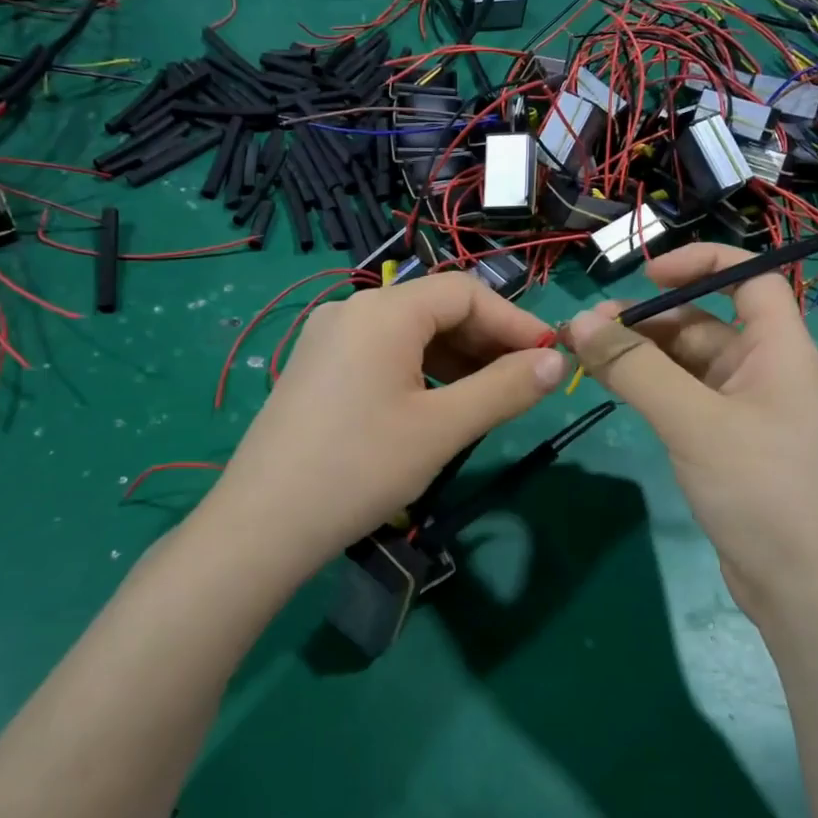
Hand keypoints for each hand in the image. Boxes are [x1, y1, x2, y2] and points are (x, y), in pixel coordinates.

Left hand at [204, 272, 566, 577]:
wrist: (262, 524)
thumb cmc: (360, 469)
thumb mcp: (442, 429)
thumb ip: (505, 389)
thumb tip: (555, 362)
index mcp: (383, 312)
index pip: (465, 293)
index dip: (514, 321)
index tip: (548, 358)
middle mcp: (352, 310)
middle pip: (435, 308)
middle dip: (485, 341)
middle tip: (522, 382)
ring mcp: (328, 338)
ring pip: (409, 332)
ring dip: (455, 358)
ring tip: (486, 399)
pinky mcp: (316, 367)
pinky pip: (382, 353)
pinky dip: (420, 370)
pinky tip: (436, 405)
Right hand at [565, 243, 817, 620]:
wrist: (804, 590)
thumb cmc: (763, 490)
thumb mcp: (694, 421)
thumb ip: (636, 369)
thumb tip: (579, 321)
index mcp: (776, 348)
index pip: (750, 276)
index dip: (701, 263)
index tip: (645, 275)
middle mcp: (761, 369)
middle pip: (702, 321)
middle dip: (646, 319)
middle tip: (585, 331)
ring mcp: (741, 409)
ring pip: (683, 361)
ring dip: (638, 353)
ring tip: (584, 357)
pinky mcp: (722, 442)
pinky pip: (679, 397)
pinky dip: (645, 386)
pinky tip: (610, 387)